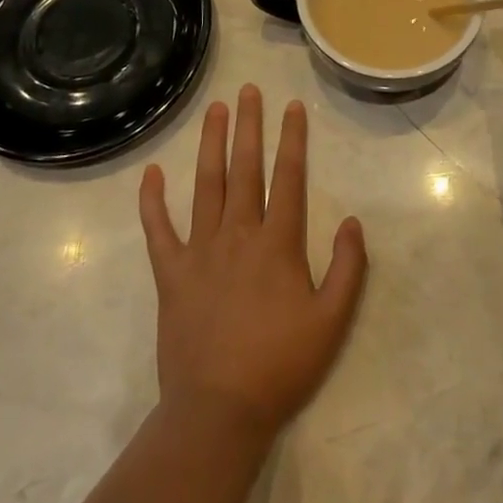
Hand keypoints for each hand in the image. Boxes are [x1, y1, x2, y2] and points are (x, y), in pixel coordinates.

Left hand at [139, 85, 368, 439]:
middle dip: (249, 126)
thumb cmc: (281, 366)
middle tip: (249, 90)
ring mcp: (200, 251)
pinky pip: (159, 230)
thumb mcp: (332, 321)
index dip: (293, 139)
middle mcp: (238, 234)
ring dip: (211, 144)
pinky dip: (152, 201)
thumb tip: (352, 221)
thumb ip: (348, 268)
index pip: (288, 177)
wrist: (219, 412)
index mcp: (278, 243)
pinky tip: (151, 173)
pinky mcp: (171, 274)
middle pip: (245, 169)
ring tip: (215, 110)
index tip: (292, 106)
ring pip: (206, 185)